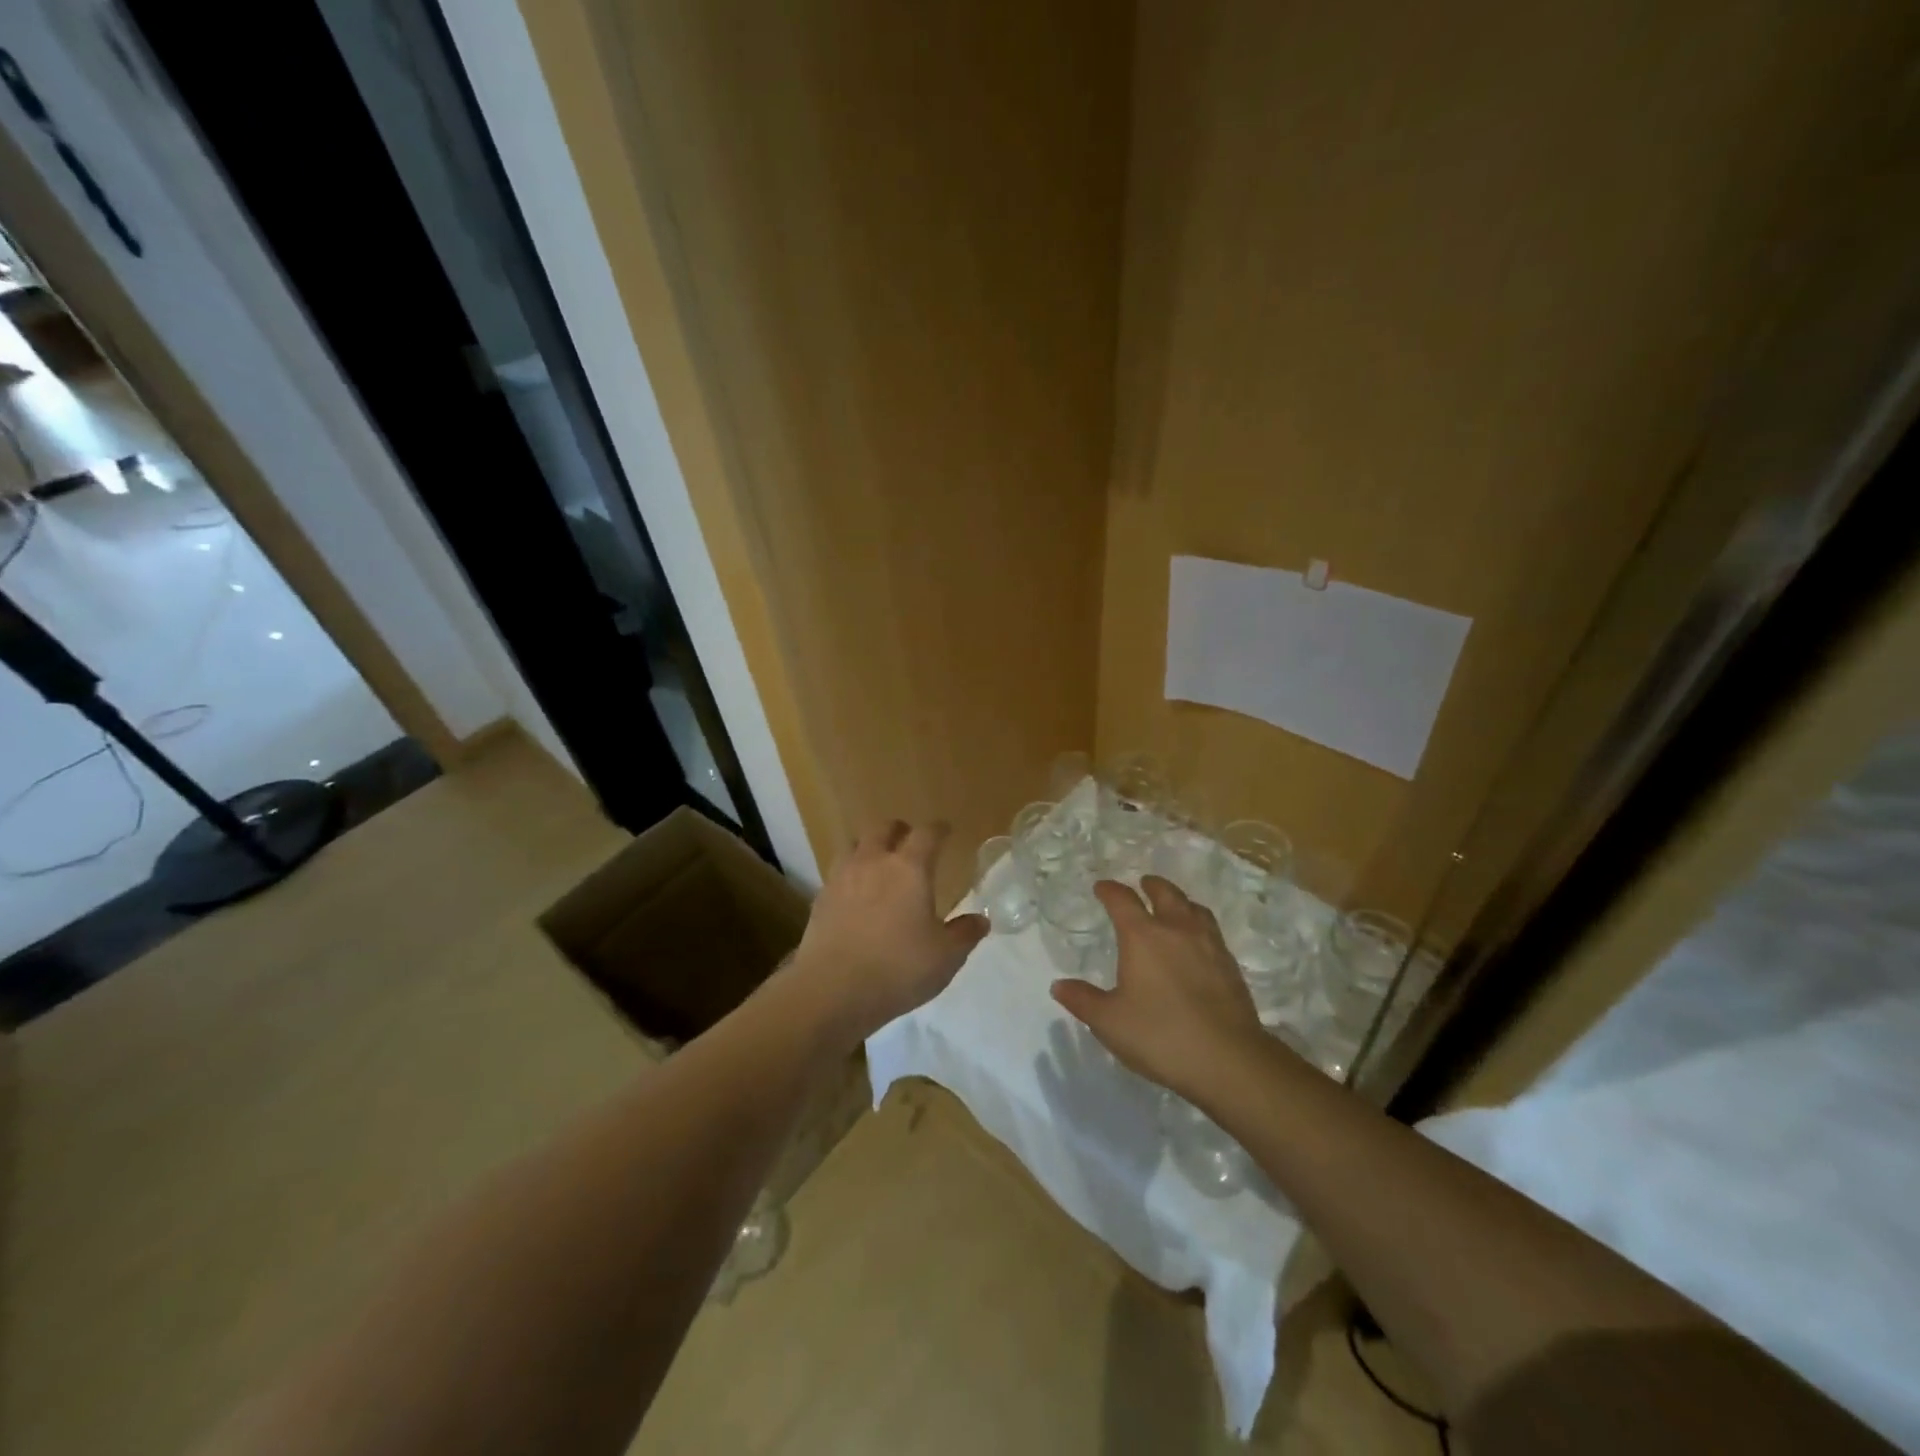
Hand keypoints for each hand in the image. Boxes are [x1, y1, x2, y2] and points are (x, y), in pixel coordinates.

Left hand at [790, 818, 987, 1044]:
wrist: (832, 990)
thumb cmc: (898, 968)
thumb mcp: (945, 957)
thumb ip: (964, 934)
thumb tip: (981, 920)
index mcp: (909, 868)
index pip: (927, 834)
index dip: (938, 829)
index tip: (946, 831)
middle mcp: (873, 862)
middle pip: (883, 828)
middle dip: (899, 830)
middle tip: (909, 841)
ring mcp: (842, 878)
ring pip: (854, 845)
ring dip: (868, 847)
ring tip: (877, 862)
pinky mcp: (820, 899)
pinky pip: (837, 873)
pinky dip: (849, 875)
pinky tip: (854, 894)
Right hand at [1051, 875, 1268, 1101]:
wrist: (1227, 1060)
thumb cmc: (1160, 1035)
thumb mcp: (1109, 1022)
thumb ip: (1083, 1000)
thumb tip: (1059, 985)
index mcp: (1142, 936)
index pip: (1122, 900)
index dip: (1109, 891)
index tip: (1101, 888)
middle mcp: (1176, 930)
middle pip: (1165, 893)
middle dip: (1151, 886)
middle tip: (1143, 884)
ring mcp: (1208, 945)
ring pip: (1194, 908)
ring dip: (1180, 901)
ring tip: (1174, 906)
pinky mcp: (1230, 966)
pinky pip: (1211, 931)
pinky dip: (1198, 925)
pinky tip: (1196, 943)